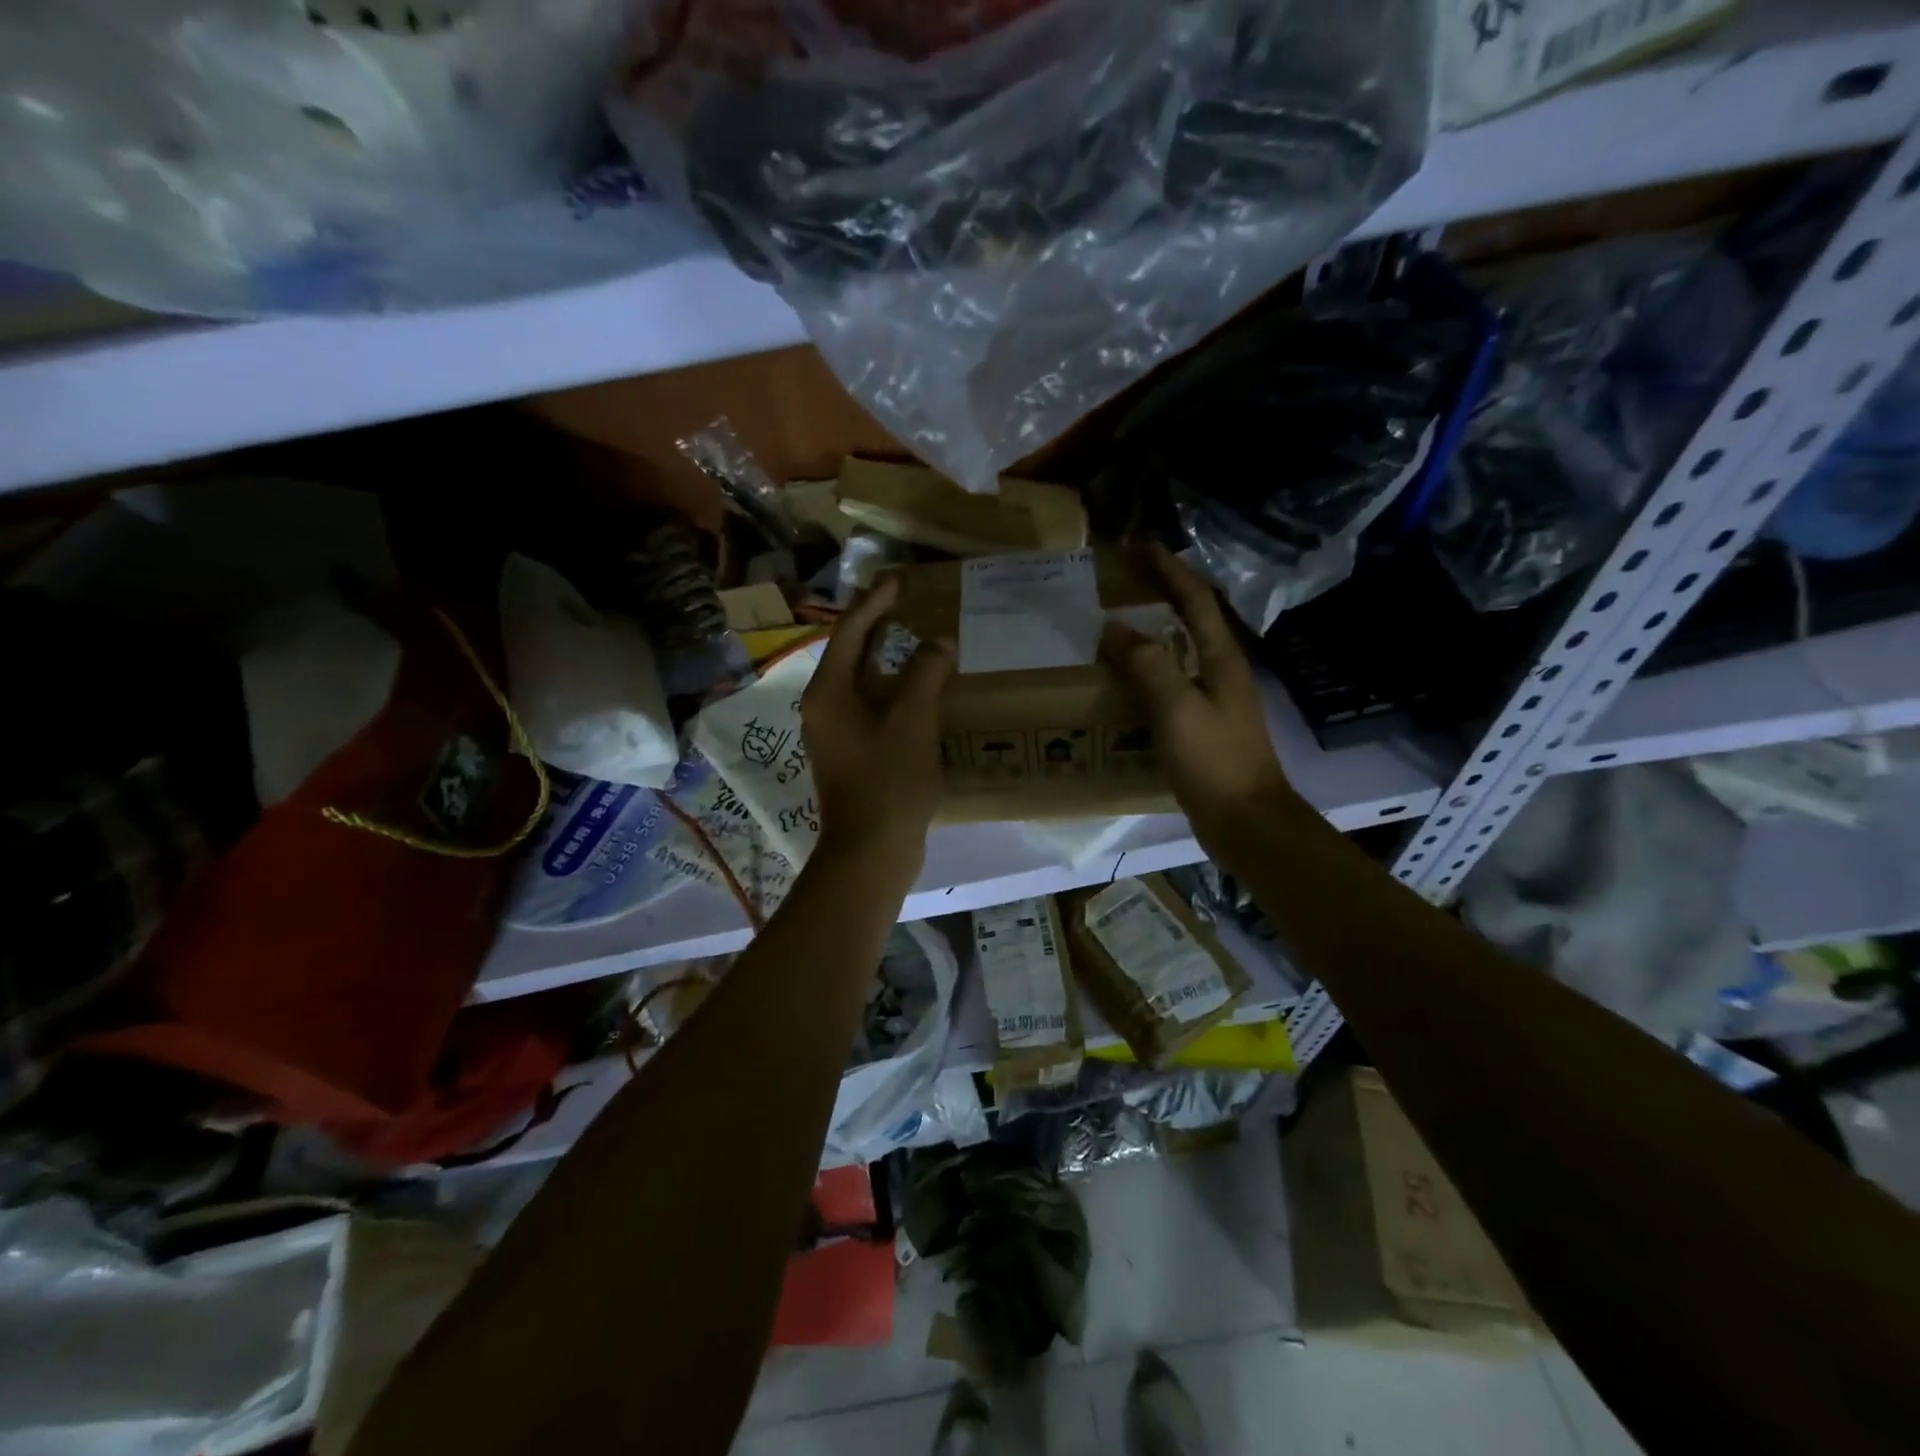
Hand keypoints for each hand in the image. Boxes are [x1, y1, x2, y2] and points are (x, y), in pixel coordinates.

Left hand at [801, 575, 954, 871]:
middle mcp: (825, 707)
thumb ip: (925, 674)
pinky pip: (872, 705)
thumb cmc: (888, 781)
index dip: (874, 602)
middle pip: (851, 653)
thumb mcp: (912, 721)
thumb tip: (939, 642)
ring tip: (920, 638)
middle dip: (879, 626)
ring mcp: (836, 732)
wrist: (872, 850)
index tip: (899, 579)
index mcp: (829, 693)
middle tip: (910, 602)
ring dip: (890, 658)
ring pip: (863, 681)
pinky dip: (894, 689)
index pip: (849, 632)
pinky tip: (922, 688)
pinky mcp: (852, 752)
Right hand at [1100, 545, 1299, 843]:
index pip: (1195, 599)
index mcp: (1221, 658)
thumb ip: (1147, 664)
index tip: (1140, 546)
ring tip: (1115, 625)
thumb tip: (1113, 628)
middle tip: (1122, 582)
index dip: (1169, 569)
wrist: (1245, 820)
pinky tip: (1124, 681)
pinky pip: (1171, 684)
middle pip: (1191, 619)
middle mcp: (1221, 671)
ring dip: (1152, 632)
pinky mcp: (1203, 726)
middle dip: (1161, 593)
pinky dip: (1148, 670)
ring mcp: (1214, 699)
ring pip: (1180, 651)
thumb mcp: (1177, 708)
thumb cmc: (1214, 760)